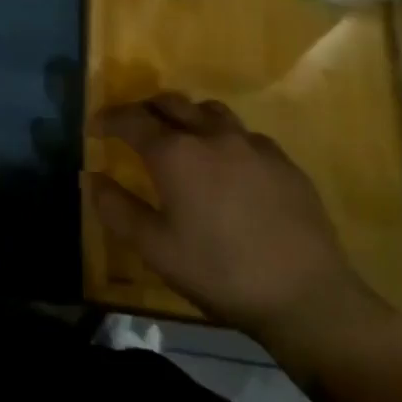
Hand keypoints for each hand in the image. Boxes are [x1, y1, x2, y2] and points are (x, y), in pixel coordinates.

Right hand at [89, 94, 384, 353]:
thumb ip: (116, 209)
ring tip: (181, 138)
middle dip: (144, 110)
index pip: (131, 119)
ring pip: (209, 110)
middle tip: (133, 128)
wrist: (309, 299)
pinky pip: (244, 134)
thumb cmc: (221, 273)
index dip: (108, 118)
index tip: (95, 127)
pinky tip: (228, 166)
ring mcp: (252, 145)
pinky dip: (224, 138)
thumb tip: (92, 177)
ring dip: (186, 116)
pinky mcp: (284, 162)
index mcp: (175, 152)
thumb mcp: (155, 249)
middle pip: (170, 102)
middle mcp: (211, 135)